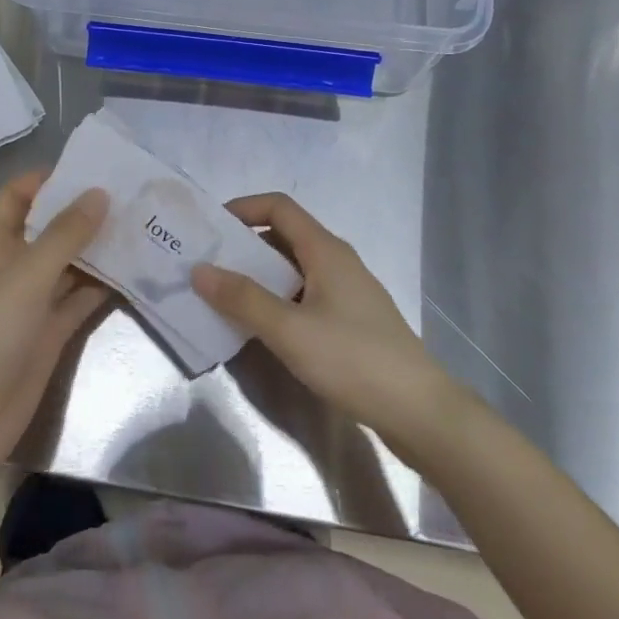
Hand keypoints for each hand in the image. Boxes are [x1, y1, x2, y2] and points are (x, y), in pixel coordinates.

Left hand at [0, 172, 108, 494]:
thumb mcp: (25, 278)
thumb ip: (63, 236)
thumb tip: (99, 193)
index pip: (16, 197)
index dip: (46, 180)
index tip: (91, 170)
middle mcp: (13, 267)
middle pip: (49, 228)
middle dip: (84, 212)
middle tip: (132, 194)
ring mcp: (34, 301)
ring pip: (71, 263)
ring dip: (100, 247)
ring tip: (143, 225)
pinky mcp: (52, 331)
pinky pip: (82, 298)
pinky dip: (106, 284)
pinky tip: (138, 270)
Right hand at [192, 193, 453, 447]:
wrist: (419, 411)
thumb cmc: (353, 359)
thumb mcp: (290, 330)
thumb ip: (243, 299)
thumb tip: (199, 270)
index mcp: (325, 250)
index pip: (279, 207)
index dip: (242, 208)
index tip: (210, 229)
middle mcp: (336, 261)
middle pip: (283, 237)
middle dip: (243, 246)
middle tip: (207, 265)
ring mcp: (346, 292)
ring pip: (293, 269)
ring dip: (258, 276)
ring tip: (222, 296)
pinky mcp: (350, 320)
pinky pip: (303, 295)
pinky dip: (276, 300)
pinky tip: (259, 327)